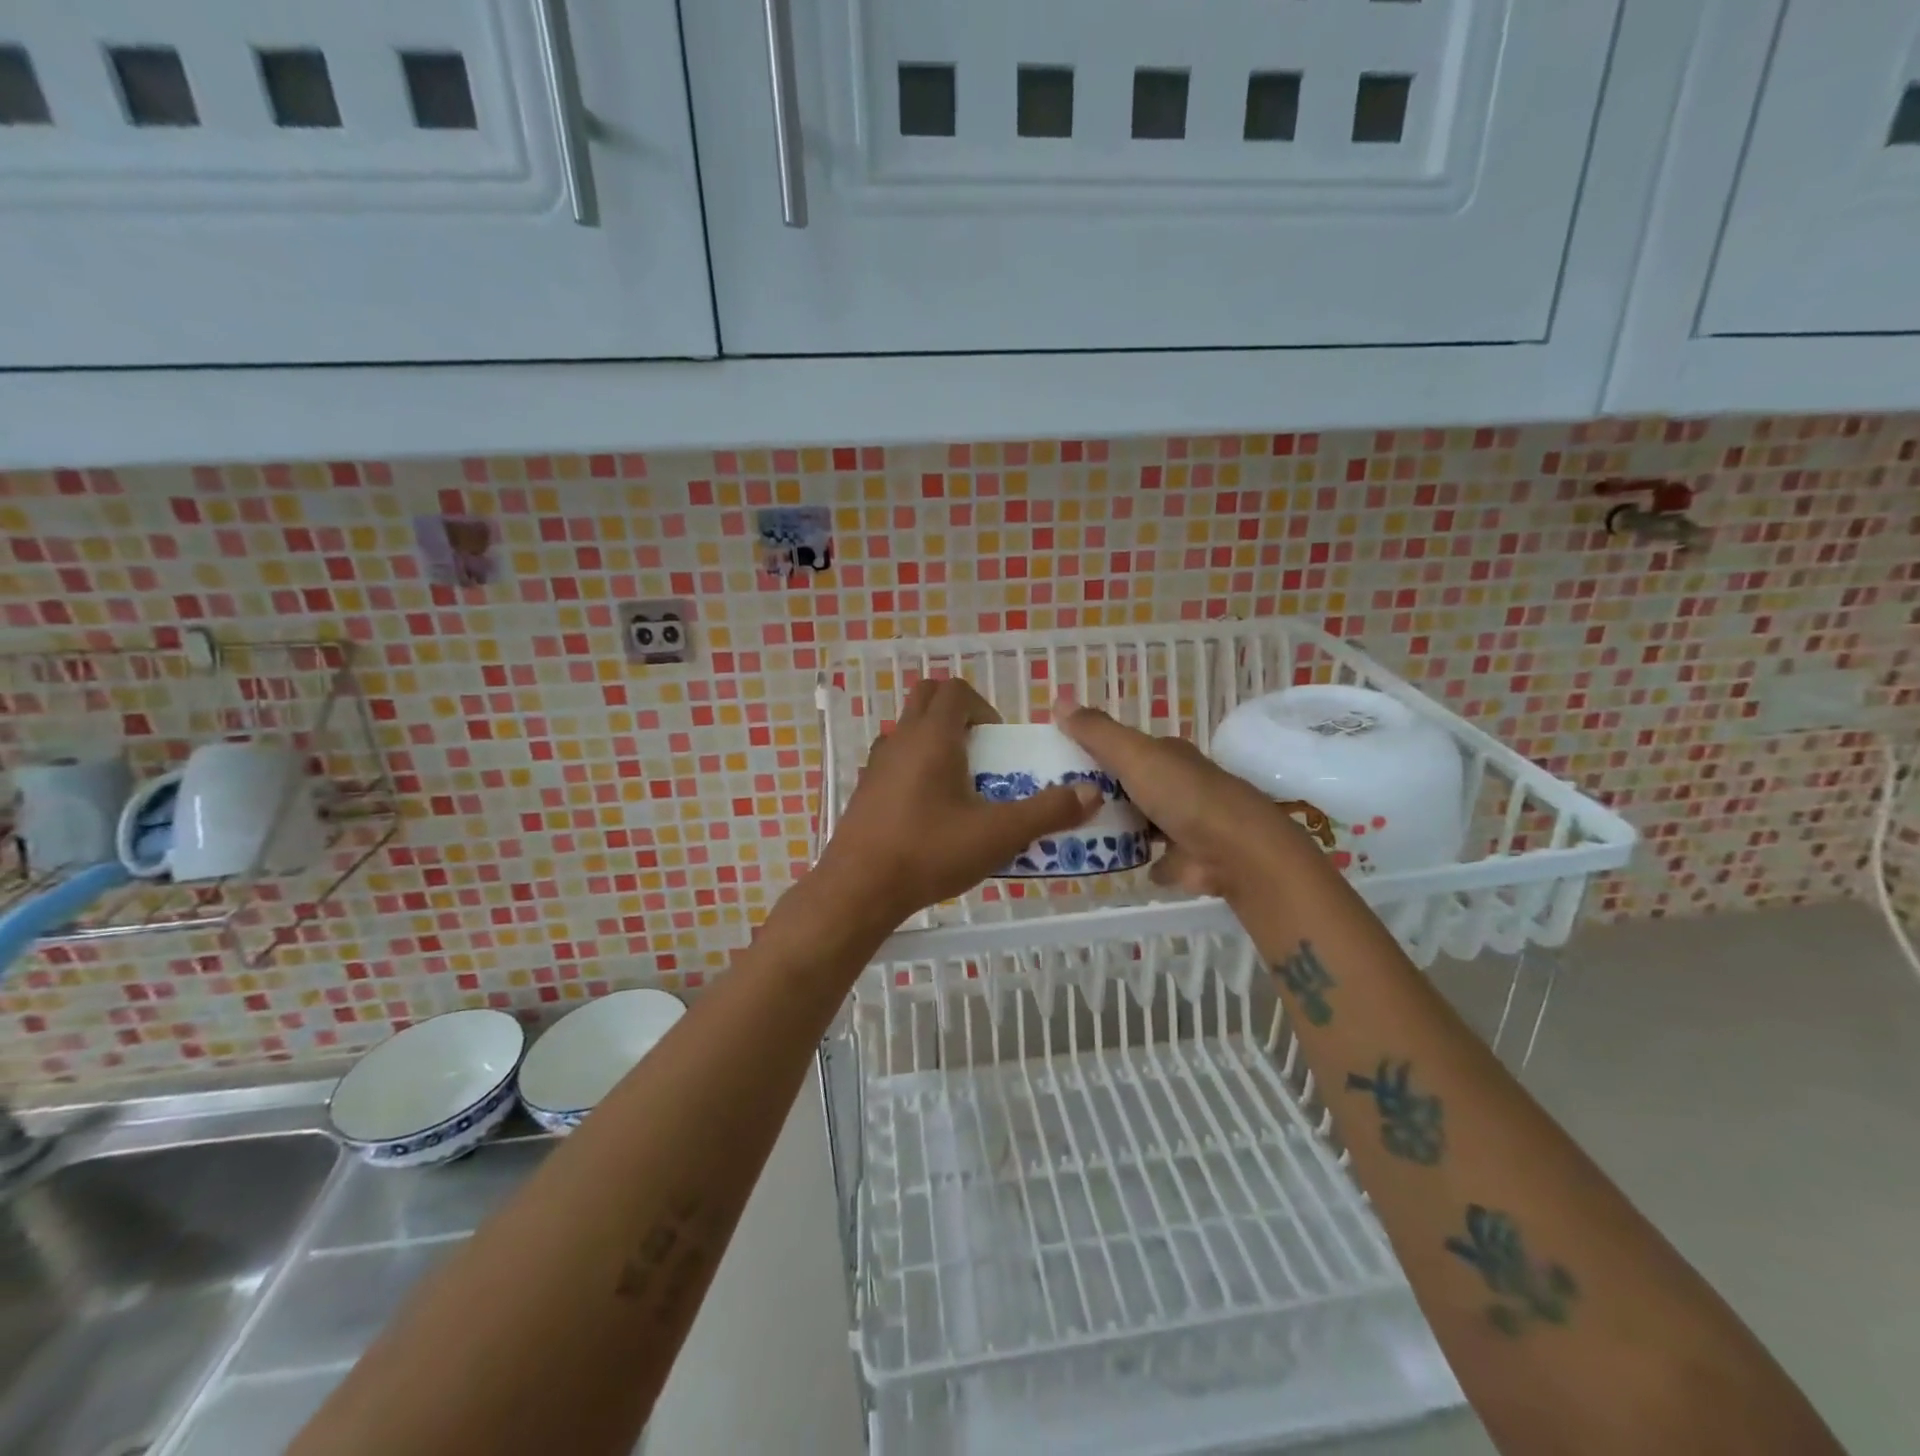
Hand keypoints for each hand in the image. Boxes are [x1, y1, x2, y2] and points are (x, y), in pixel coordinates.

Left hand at [817, 680, 1100, 924]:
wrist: (859, 889)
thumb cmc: (930, 851)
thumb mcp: (998, 834)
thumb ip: (1048, 811)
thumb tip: (1091, 792)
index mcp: (932, 735)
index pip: (956, 690)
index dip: (983, 707)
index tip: (998, 742)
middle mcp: (901, 739)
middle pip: (928, 698)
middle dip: (958, 715)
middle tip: (981, 754)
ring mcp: (876, 764)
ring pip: (908, 730)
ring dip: (935, 741)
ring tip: (959, 784)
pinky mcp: (864, 790)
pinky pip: (894, 761)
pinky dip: (914, 768)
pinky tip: (929, 812)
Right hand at [1054, 699, 1307, 898]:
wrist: (1236, 851)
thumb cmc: (1183, 795)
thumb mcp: (1134, 755)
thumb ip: (1097, 732)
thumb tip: (1058, 698)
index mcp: (1167, 756)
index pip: (1125, 747)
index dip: (1093, 751)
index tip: (1057, 762)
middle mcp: (1177, 785)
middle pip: (1130, 785)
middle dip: (1100, 792)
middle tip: (1056, 802)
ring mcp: (1183, 824)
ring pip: (1140, 821)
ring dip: (1115, 827)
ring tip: (1070, 833)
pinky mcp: (1185, 860)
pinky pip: (1153, 858)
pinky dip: (1137, 858)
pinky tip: (1109, 862)